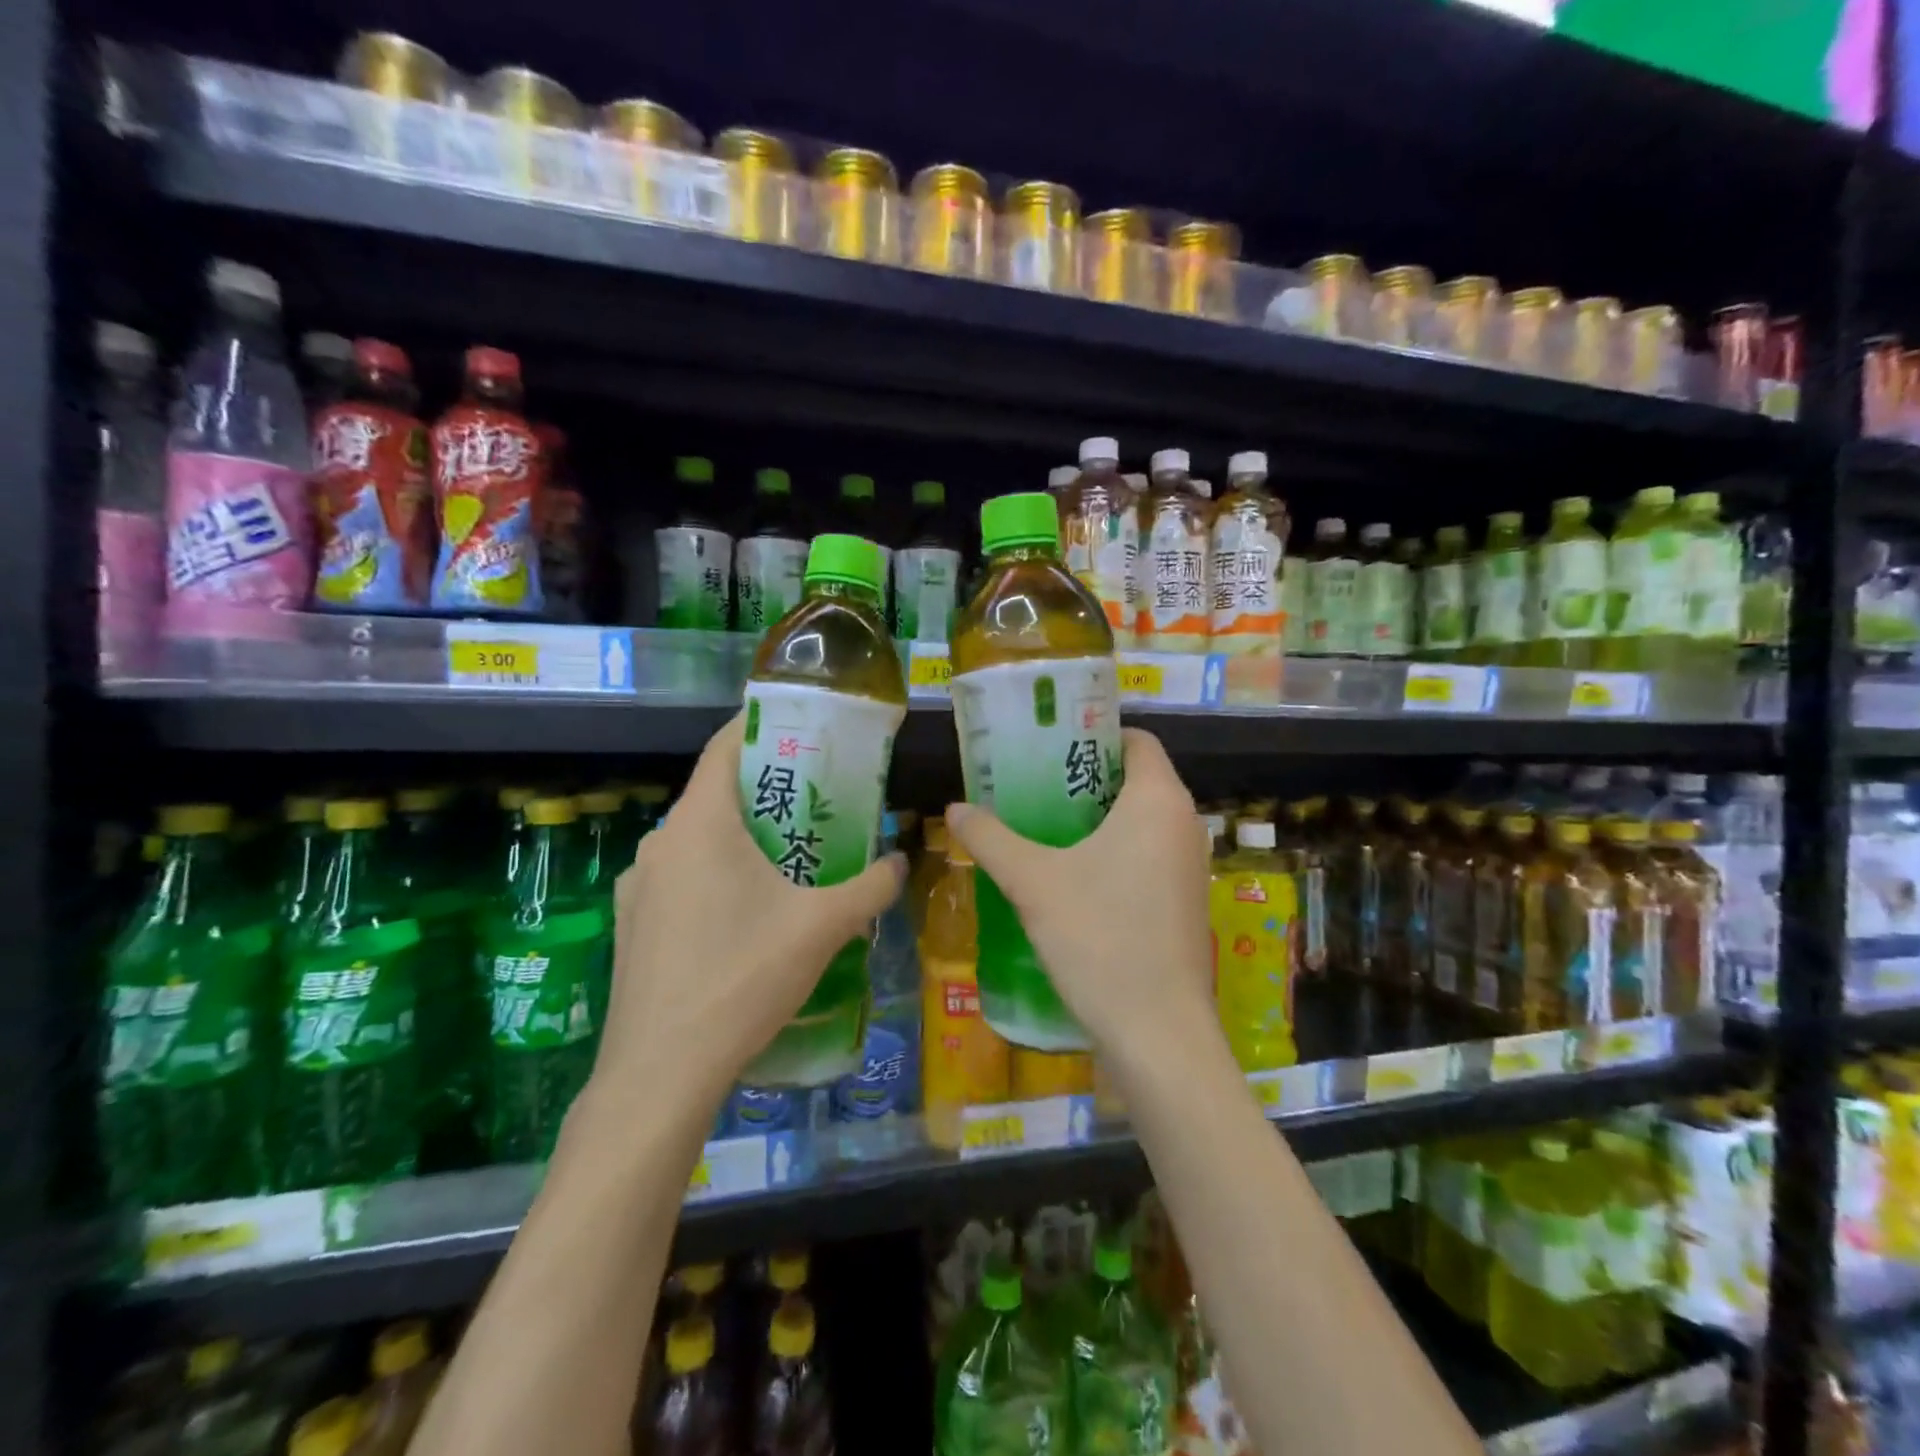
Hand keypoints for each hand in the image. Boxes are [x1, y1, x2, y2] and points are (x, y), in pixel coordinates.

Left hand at [593, 715, 905, 1112]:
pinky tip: (747, 914)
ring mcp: (639, 886)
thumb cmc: (743, 977)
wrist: (661, 1071)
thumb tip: (901, 861)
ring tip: (788, 857)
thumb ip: (870, 888)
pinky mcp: (632, 924)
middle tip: (816, 801)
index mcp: (700, 824)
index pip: (723, 747)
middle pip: (715, 794)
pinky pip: (680, 878)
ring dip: (740, 837)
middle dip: (765, 791)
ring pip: (697, 840)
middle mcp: (660, 843)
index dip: (759, 726)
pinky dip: (715, 874)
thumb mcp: (821, 927)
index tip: (800, 728)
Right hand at [944, 729, 1214, 1063]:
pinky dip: (1113, 849)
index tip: (1047, 746)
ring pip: (1141, 819)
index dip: (1092, 734)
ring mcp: (1189, 866)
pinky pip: (1147, 853)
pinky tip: (1071, 874)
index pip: (1135, 740)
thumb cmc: (1100, 938)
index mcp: (1158, 800)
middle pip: (1135, 778)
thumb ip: (991, 838)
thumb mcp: (1033, 882)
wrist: (1158, 1033)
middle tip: (1031, 783)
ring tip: (1042, 824)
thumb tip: (955, 809)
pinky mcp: (1185, 901)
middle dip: (1084, 777)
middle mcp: (1184, 824)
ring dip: (1096, 817)